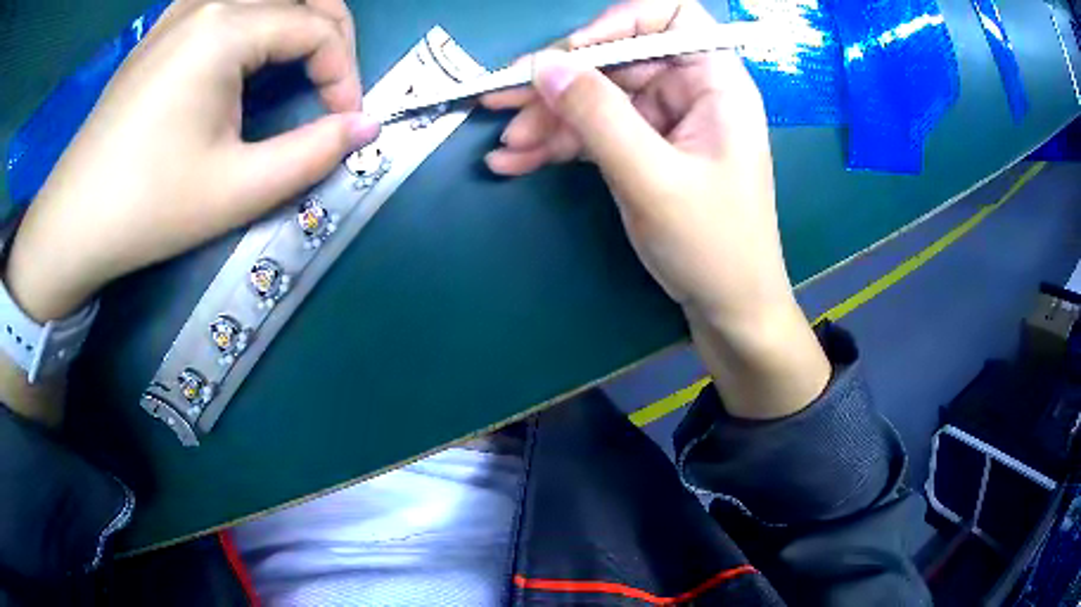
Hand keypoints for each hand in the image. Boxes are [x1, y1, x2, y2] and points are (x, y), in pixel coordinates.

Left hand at [6, 0, 378, 322]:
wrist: (73, 222)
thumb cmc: (148, 207)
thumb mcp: (237, 190)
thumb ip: (313, 153)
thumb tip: (366, 126)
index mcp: (227, 27)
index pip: (318, 28)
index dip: (345, 74)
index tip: (345, 122)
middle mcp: (210, 1)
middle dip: (333, 32)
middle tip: (332, 83)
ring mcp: (182, 8)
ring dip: (298, 16)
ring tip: (302, 59)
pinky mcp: (164, 26)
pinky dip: (258, 14)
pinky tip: (250, 44)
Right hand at [482, 0, 829, 417]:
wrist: (727, 309)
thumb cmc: (712, 245)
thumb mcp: (654, 178)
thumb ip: (598, 116)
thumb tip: (542, 66)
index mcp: (716, 83)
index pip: (671, 18)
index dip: (620, 23)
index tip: (574, 53)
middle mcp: (690, 91)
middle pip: (617, 59)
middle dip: (559, 82)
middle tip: (500, 100)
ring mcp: (663, 121)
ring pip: (596, 97)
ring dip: (547, 119)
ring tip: (507, 148)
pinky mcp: (643, 149)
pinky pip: (594, 132)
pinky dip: (556, 145)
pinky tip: (516, 162)